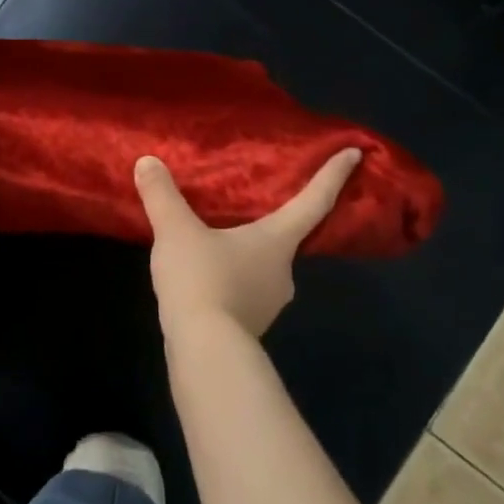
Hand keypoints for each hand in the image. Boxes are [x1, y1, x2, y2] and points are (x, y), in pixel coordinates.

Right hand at [133, 147, 362, 338]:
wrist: (204, 352)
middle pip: (286, 236)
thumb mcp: (175, 231)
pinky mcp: (249, 325)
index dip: (334, 175)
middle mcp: (283, 270)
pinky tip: (205, 276)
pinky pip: (244, 290)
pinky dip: (231, 278)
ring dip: (246, 252)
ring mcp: (269, 302)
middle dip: (273, 220)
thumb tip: (147, 162)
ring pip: (262, 266)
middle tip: (254, 202)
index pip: (314, 200)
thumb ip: (162, 195)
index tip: (356, 152)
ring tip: (215, 239)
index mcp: (277, 240)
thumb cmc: (202, 280)